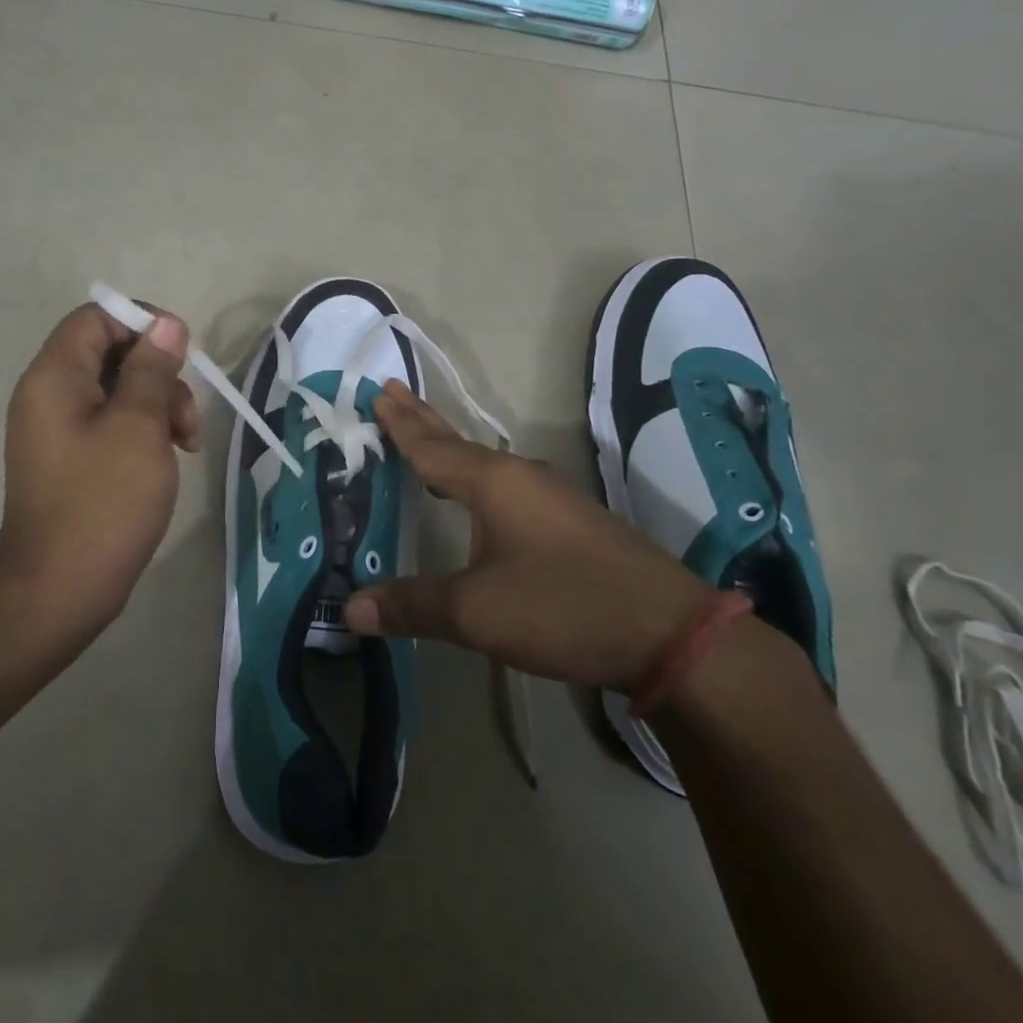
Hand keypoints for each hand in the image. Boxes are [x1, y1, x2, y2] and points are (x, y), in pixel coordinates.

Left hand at [0, 301, 199, 634]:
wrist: (58, 590)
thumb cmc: (103, 502)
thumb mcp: (138, 427)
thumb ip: (152, 370)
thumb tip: (167, 325)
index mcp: (55, 376)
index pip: (97, 317)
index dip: (143, 322)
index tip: (181, 352)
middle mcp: (49, 394)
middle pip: (111, 352)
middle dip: (159, 373)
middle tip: (186, 415)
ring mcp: (58, 429)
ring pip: (117, 389)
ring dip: (158, 404)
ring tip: (187, 443)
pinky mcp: (71, 458)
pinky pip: (111, 422)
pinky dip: (143, 430)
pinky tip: (170, 457)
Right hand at [343, 381, 708, 689]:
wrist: (670, 633)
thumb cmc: (562, 606)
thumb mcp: (477, 611)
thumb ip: (413, 606)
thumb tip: (352, 608)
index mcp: (494, 483)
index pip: (432, 446)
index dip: (401, 423)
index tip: (379, 391)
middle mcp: (521, 477)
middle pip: (459, 443)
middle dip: (423, 419)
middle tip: (393, 389)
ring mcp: (552, 497)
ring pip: (486, 464)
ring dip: (452, 451)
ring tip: (428, 442)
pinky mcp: (572, 523)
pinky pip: (509, 486)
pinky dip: (478, 479)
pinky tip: (482, 498)